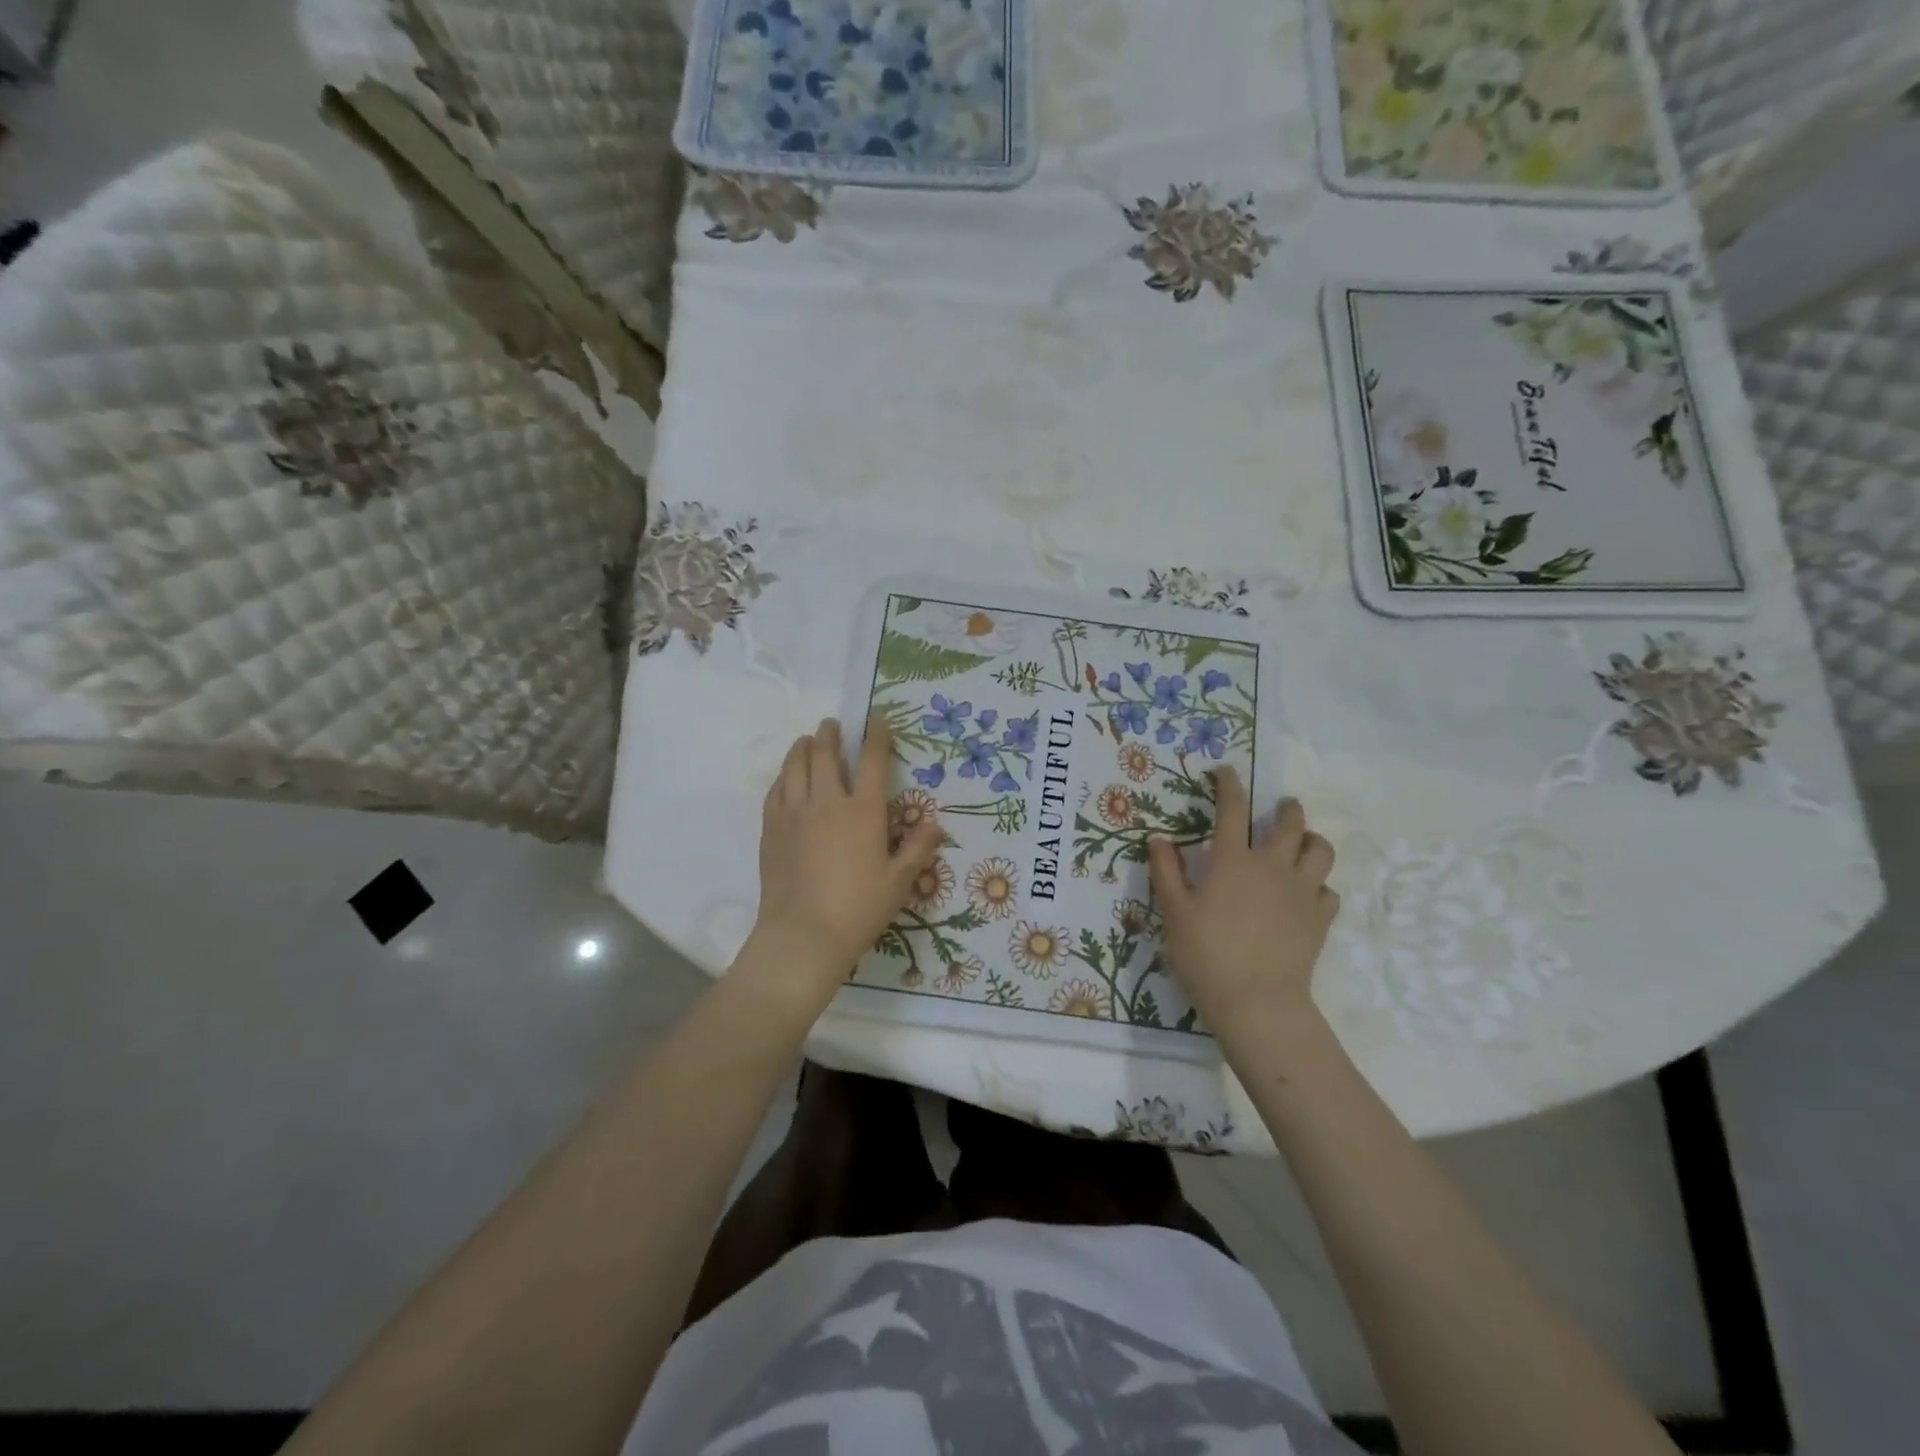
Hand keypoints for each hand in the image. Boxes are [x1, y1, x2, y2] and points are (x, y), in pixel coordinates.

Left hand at [748, 715, 943, 1007]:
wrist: (804, 934)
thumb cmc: (859, 908)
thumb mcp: (900, 881)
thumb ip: (918, 848)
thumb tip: (934, 823)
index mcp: (863, 811)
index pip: (872, 760)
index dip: (876, 735)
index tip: (876, 718)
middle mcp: (827, 801)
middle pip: (826, 753)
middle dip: (830, 733)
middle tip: (832, 724)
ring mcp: (794, 812)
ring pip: (795, 765)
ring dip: (802, 747)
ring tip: (807, 740)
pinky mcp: (771, 828)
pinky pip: (776, 790)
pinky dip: (783, 775)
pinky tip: (787, 777)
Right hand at [1148, 767, 1338, 1025]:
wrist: (1256, 1002)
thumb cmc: (1206, 954)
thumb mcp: (1174, 913)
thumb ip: (1166, 872)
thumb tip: (1158, 839)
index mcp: (1233, 860)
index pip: (1233, 809)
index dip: (1230, 784)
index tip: (1226, 771)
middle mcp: (1273, 866)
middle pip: (1291, 823)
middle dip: (1287, 808)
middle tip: (1281, 807)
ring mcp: (1302, 892)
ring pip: (1321, 851)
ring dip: (1312, 841)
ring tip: (1302, 844)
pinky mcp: (1320, 919)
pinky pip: (1329, 891)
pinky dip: (1319, 886)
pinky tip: (1307, 895)